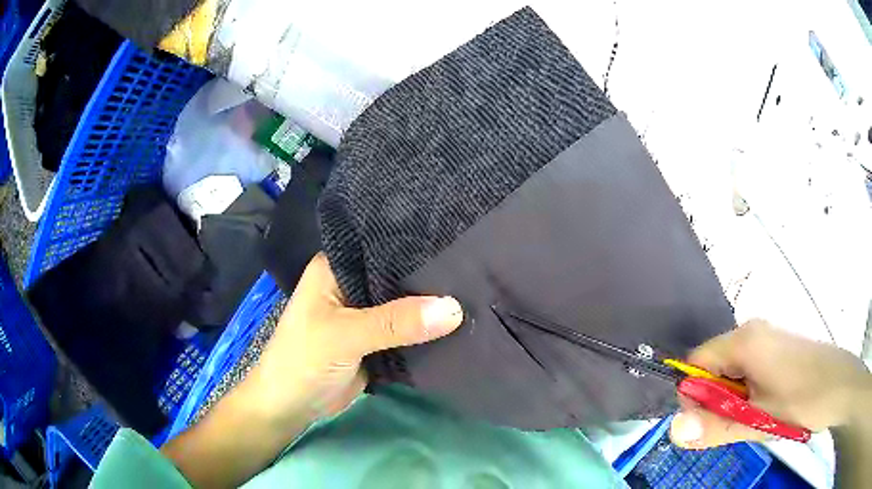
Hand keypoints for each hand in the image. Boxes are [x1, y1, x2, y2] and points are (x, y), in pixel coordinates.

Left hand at [162, 253, 463, 487]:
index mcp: (336, 267)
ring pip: (404, 304)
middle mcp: (352, 284)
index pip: (382, 245)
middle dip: (430, 278)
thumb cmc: (303, 361)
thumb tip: (454, 308)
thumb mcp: (345, 336)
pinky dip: (426, 330)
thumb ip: (395, 322)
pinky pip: (406, 330)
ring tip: (476, 292)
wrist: (291, 408)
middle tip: (476, 268)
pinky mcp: (375, 340)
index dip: (417, 244)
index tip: (458, 241)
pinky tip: (459, 323)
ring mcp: (365, 314)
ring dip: (431, 306)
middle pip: (397, 276)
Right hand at [670, 319, 871, 448]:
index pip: (696, 362)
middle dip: (715, 401)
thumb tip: (674, 431)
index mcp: (744, 340)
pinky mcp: (776, 350)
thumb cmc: (803, 400)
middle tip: (734, 425)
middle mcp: (752, 332)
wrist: (840, 384)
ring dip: (732, 401)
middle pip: (713, 368)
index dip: (693, 396)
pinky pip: (747, 372)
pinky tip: (765, 408)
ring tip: (753, 418)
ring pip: (731, 373)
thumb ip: (715, 427)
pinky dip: (747, 395)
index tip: (708, 424)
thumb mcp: (758, 420)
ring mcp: (766, 339)